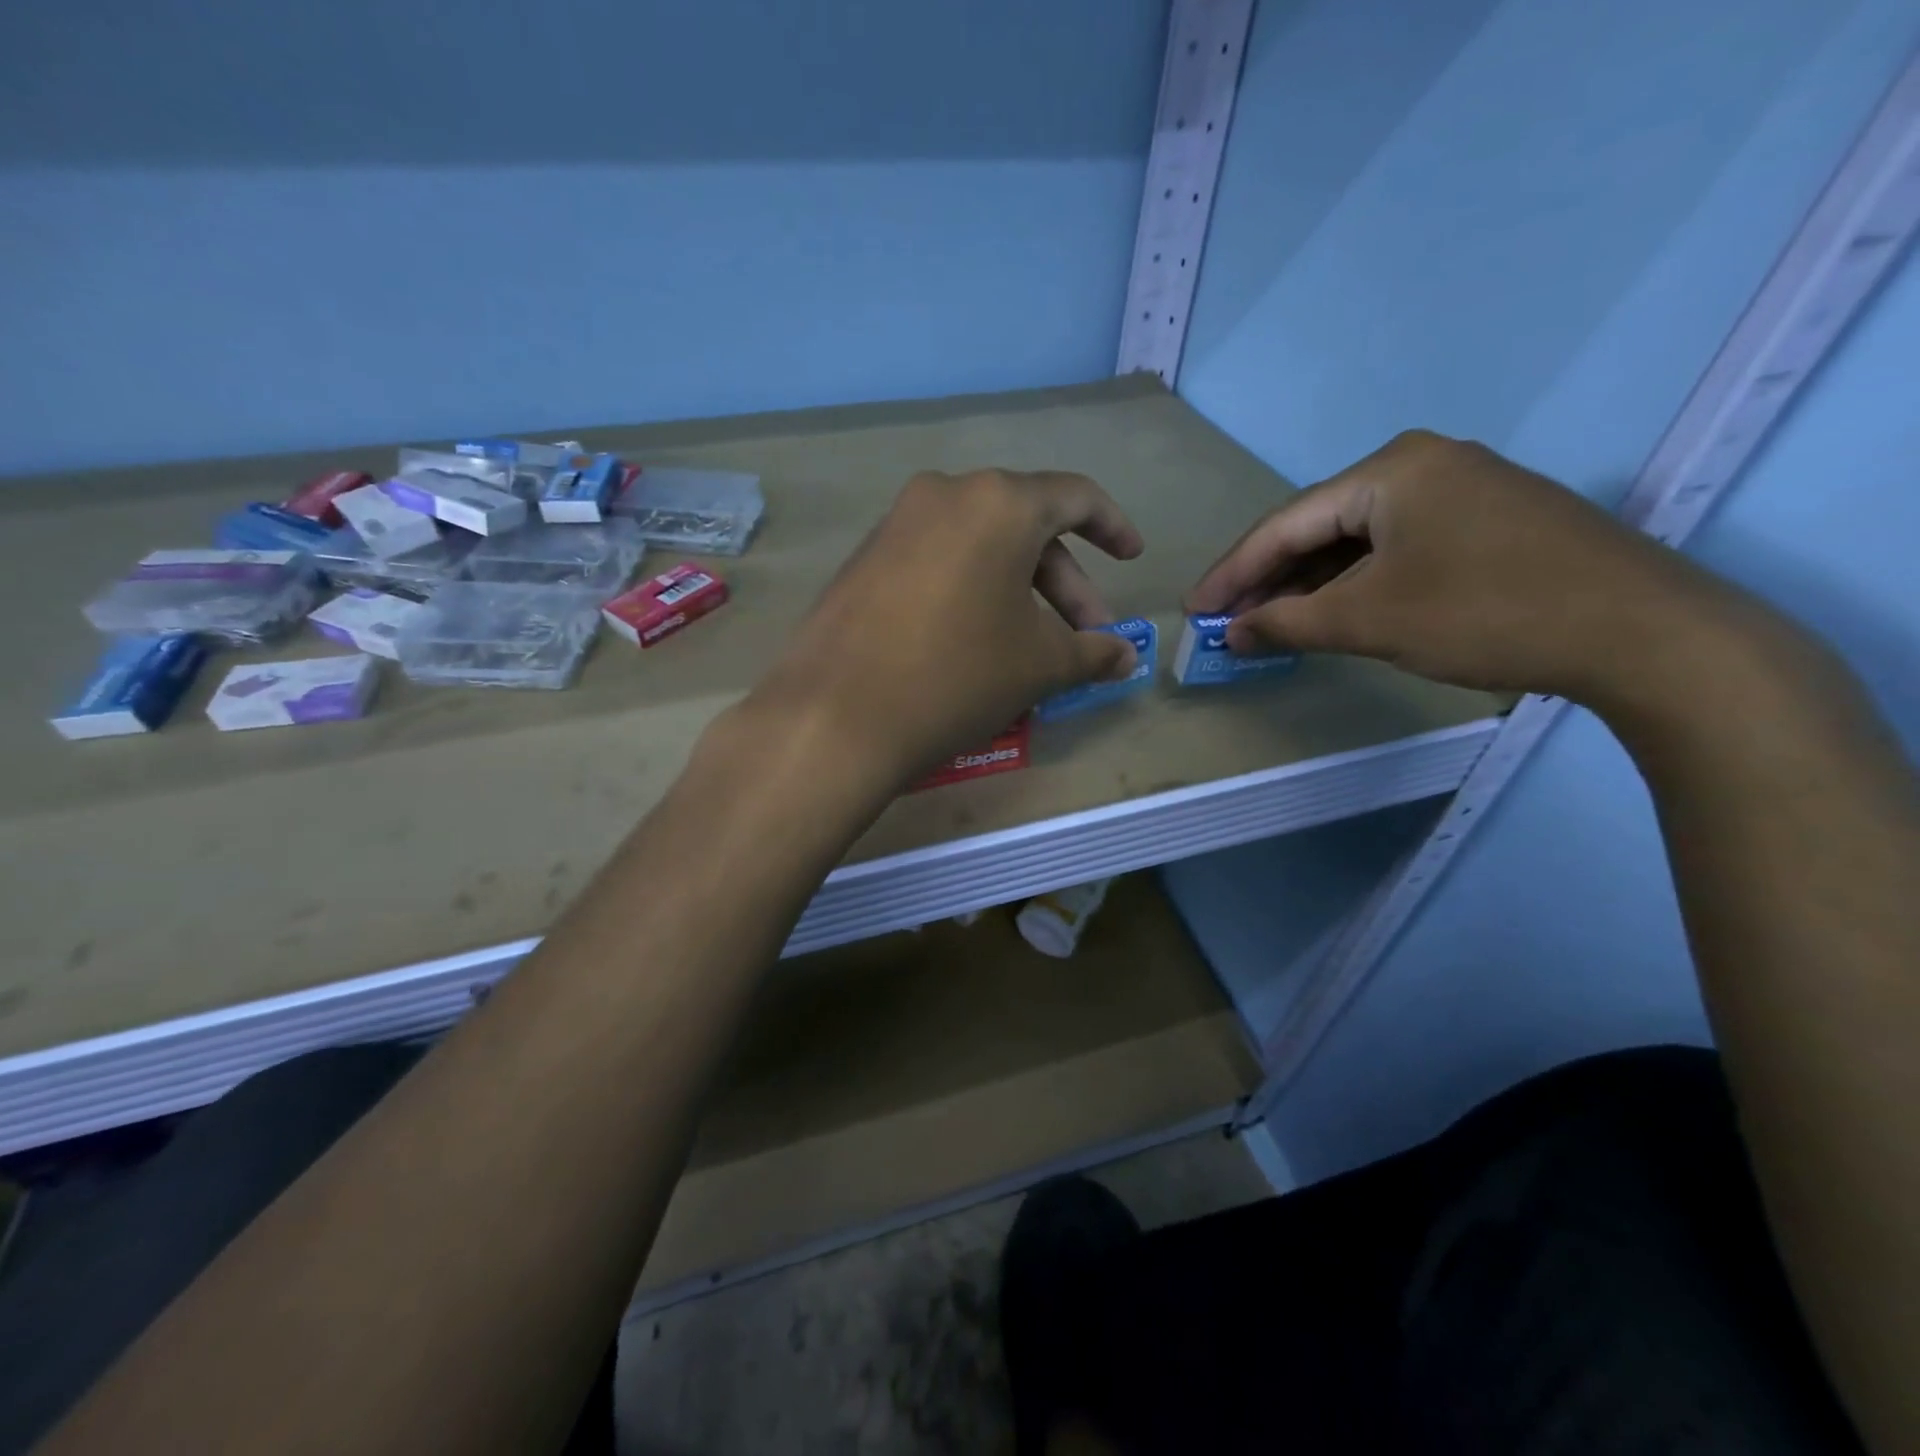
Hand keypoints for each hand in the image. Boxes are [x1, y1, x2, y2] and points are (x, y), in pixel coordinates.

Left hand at [750, 468, 1144, 786]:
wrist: (835, 717)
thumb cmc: (957, 676)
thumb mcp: (1038, 665)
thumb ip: (1091, 652)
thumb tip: (1124, 656)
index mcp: (998, 502)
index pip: (1074, 497)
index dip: (1112, 526)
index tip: (1131, 558)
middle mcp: (944, 495)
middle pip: (1024, 527)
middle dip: (1064, 584)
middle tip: (1085, 639)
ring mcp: (896, 525)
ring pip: (978, 548)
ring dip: (1017, 592)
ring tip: (1032, 649)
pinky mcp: (864, 560)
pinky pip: (937, 563)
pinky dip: (970, 592)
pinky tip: (975, 642)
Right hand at [1187, 430, 1732, 702]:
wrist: (1642, 632)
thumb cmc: (1486, 612)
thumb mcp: (1369, 620)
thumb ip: (1287, 623)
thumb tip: (1230, 633)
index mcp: (1389, 470)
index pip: (1284, 524)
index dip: (1232, 573)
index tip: (1194, 611)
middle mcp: (1421, 465)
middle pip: (1319, 527)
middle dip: (1269, 580)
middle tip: (1228, 623)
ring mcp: (1460, 490)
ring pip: (1357, 541)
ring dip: (1310, 585)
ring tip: (1270, 624)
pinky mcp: (1486, 521)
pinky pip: (1395, 548)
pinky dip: (1356, 583)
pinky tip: (1334, 612)